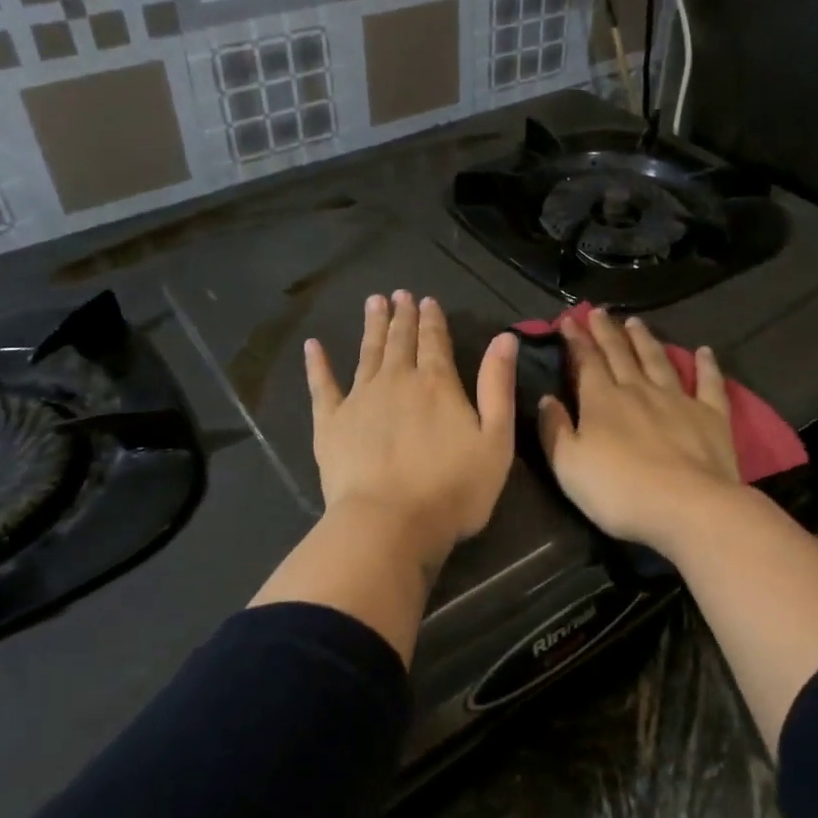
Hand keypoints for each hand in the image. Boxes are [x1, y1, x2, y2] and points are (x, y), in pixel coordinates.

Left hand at [304, 291, 516, 572]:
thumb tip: (504, 338)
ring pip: (367, 353)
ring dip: (371, 327)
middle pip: (400, 341)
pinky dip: (317, 364)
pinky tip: (313, 346)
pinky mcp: (330, 423)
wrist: (389, 523)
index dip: (432, 319)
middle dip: (401, 315)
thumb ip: (497, 386)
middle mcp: (397, 381)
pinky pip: (322, 386)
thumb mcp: (495, 440)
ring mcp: (359, 399)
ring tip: (373, 303)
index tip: (427, 299)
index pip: (435, 341)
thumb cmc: (452, 489)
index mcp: (437, 384)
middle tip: (399, 294)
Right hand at [537, 307, 742, 549]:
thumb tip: (547, 399)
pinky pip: (709, 384)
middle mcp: (638, 390)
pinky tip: (704, 351)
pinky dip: (707, 365)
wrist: (689, 507)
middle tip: (598, 312)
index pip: (586, 362)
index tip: (568, 320)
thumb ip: (555, 430)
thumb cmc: (620, 491)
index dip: (575, 340)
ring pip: (658, 361)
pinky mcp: (711, 416)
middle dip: (606, 332)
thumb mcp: (569, 467)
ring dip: (645, 340)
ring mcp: (678, 400)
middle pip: (619, 354)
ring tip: (635, 322)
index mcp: (602, 401)